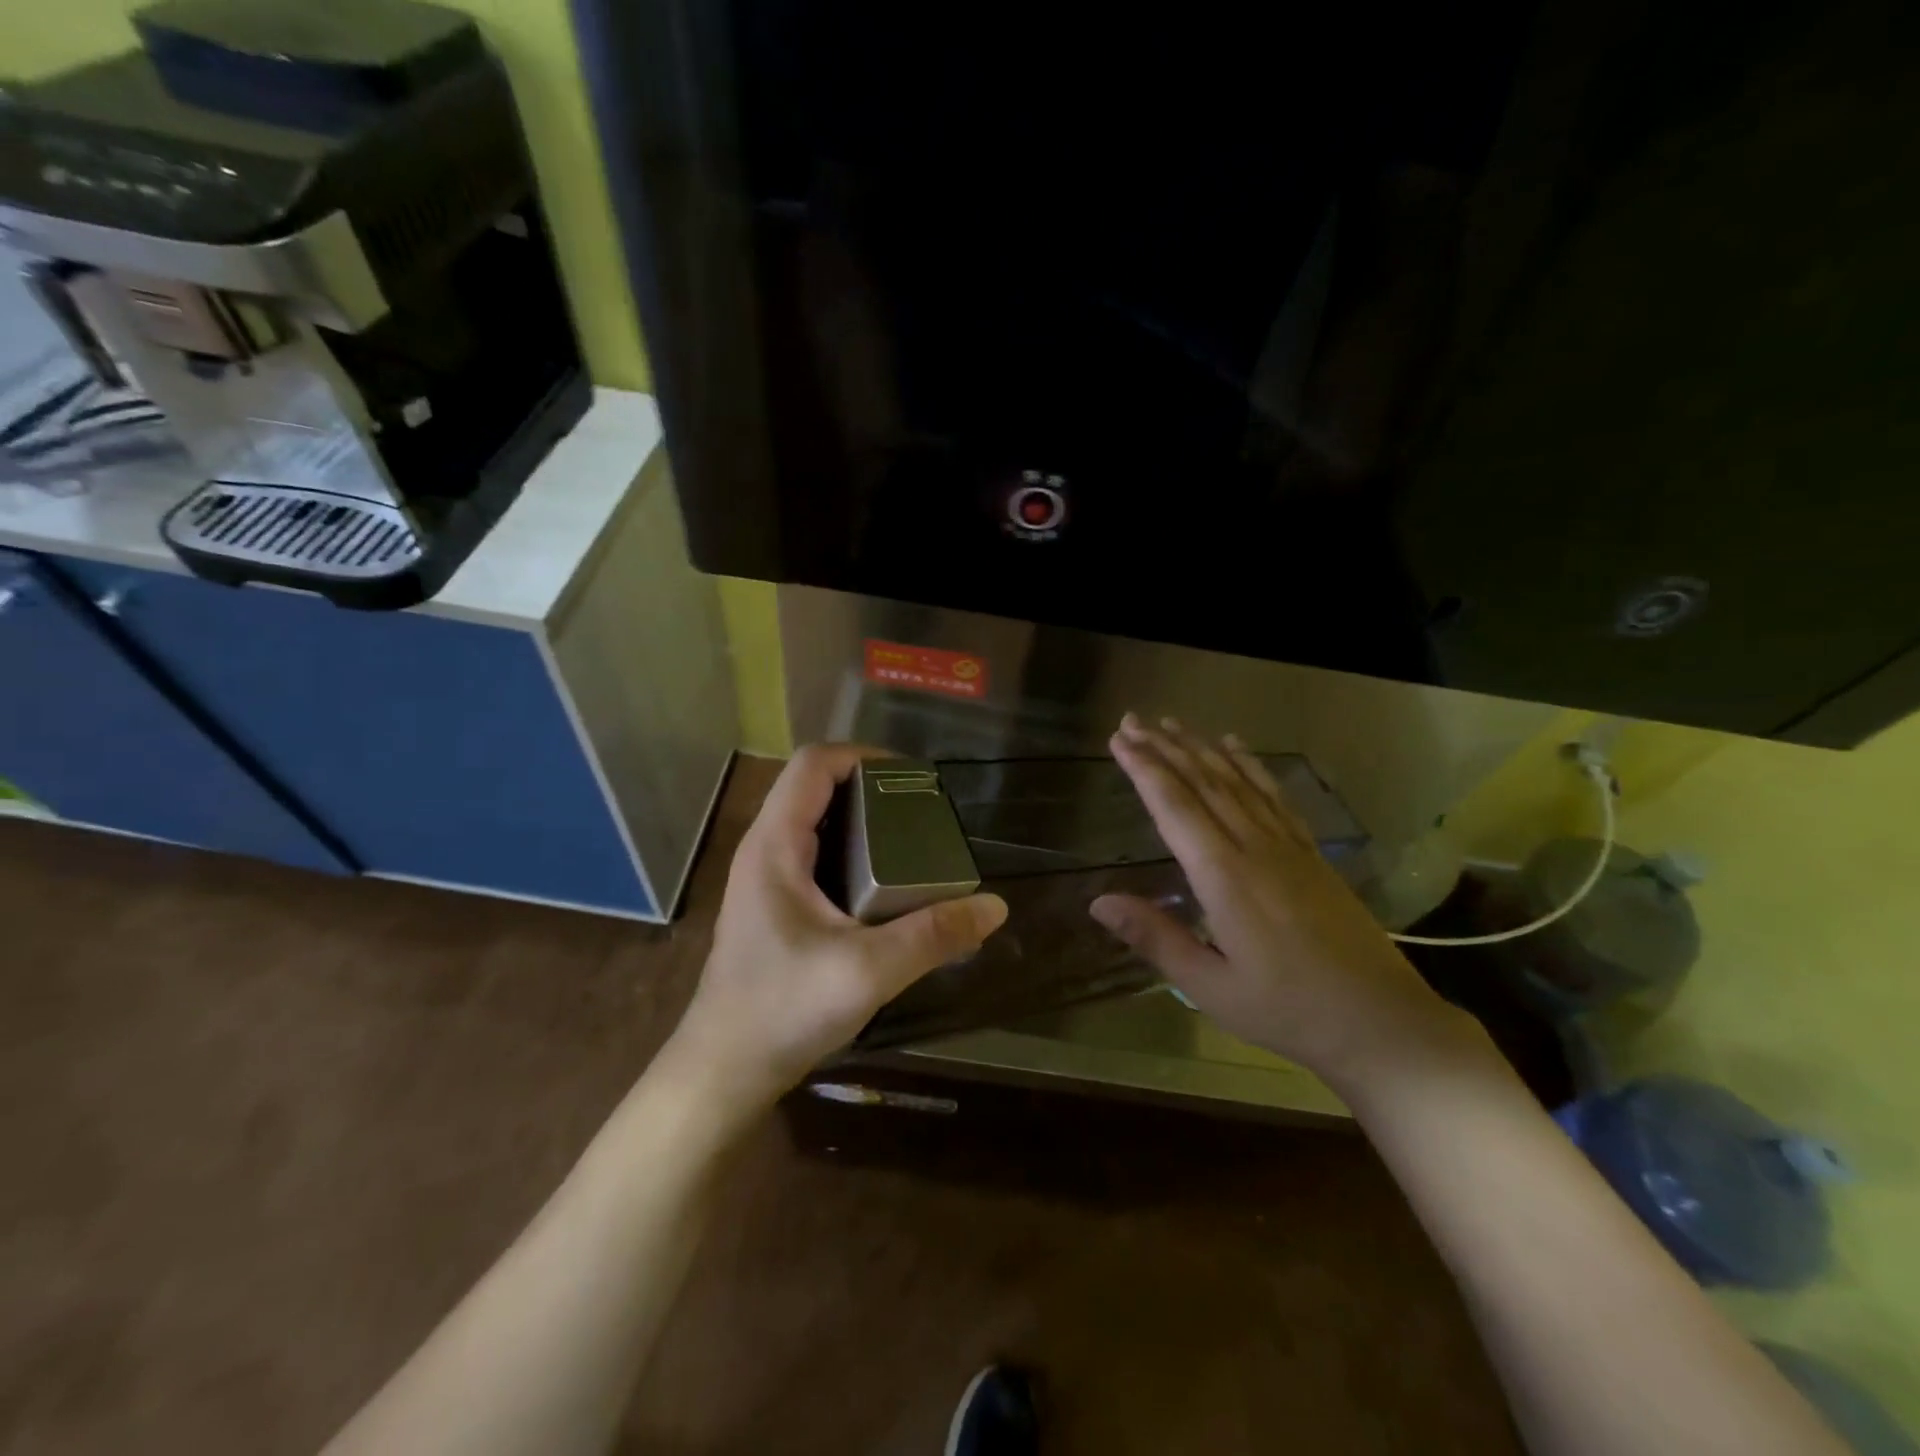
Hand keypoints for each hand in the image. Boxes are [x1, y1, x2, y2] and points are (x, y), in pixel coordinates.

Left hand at [670, 744, 1008, 1110]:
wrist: (725, 1070)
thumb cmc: (784, 1011)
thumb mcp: (868, 971)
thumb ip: (933, 936)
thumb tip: (995, 907)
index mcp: (775, 845)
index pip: (814, 764)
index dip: (863, 756)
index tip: (912, 779)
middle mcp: (764, 850)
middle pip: (816, 788)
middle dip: (871, 789)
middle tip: (923, 814)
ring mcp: (764, 878)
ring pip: (815, 822)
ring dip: (862, 821)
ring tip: (912, 842)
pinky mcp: (773, 905)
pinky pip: (814, 855)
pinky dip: (851, 851)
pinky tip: (885, 886)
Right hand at [1090, 715, 1476, 1092]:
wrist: (1383, 1022)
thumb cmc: (1287, 1010)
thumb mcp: (1210, 986)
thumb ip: (1155, 938)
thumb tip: (1098, 902)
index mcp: (1225, 877)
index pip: (1175, 808)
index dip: (1144, 770)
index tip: (1119, 740)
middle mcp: (1255, 848)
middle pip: (1204, 784)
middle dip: (1165, 749)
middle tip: (1133, 720)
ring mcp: (1288, 846)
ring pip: (1238, 782)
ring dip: (1202, 749)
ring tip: (1174, 724)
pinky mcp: (1312, 854)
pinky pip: (1275, 796)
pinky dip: (1252, 767)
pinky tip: (1237, 749)